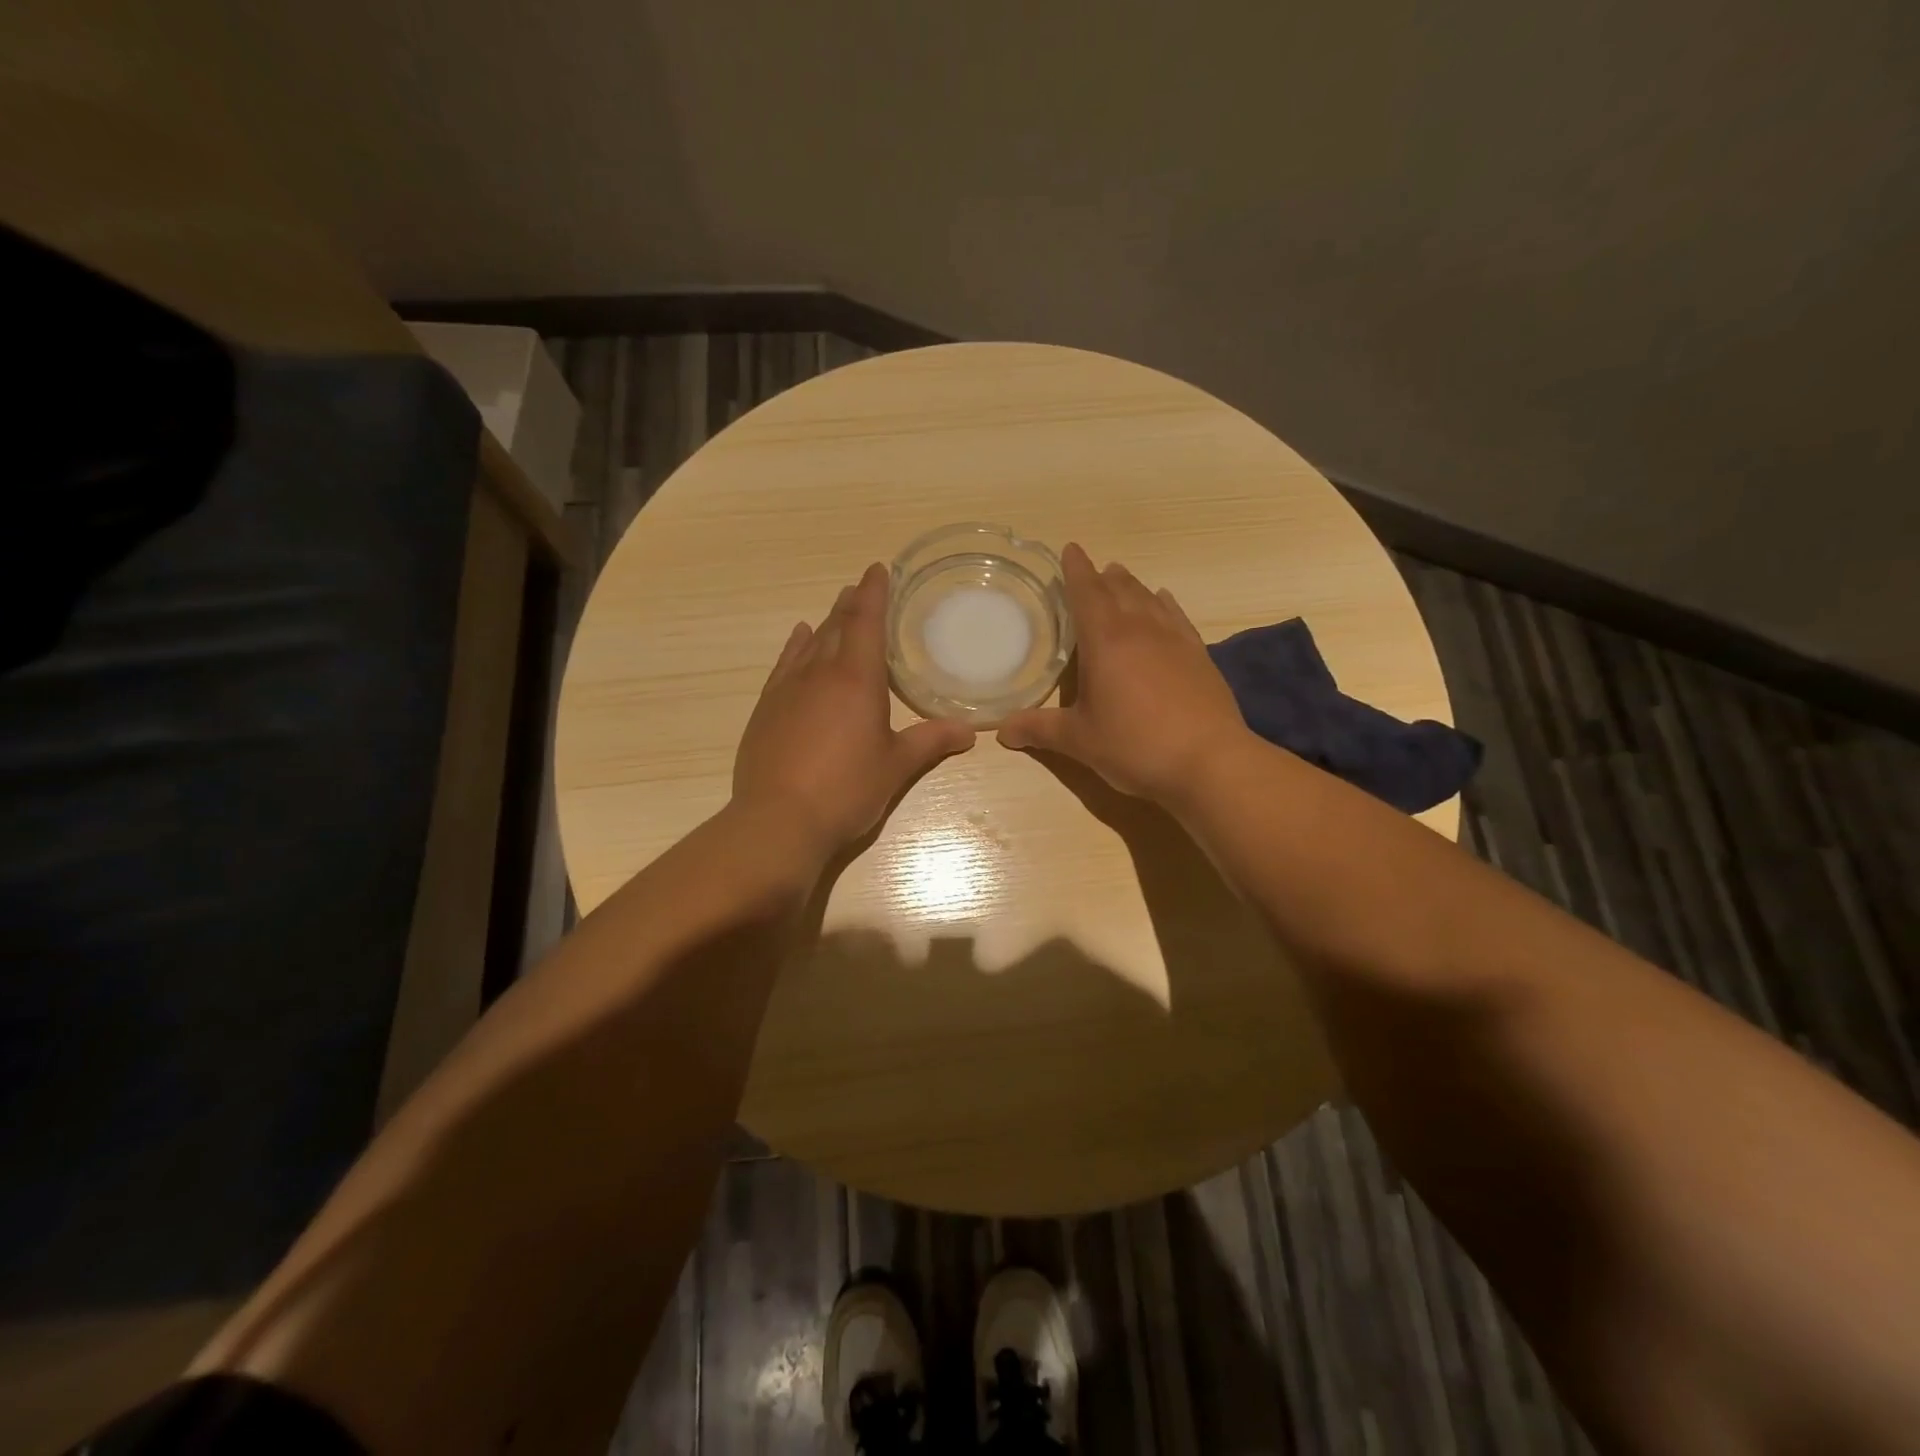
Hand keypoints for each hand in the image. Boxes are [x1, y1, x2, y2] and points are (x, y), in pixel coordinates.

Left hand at [733, 563, 975, 862]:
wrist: (778, 820)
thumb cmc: (846, 789)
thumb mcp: (895, 766)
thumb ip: (930, 742)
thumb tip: (969, 731)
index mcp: (857, 679)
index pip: (866, 622)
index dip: (874, 592)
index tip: (879, 569)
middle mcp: (819, 673)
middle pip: (837, 626)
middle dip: (851, 604)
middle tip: (861, 587)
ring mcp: (787, 689)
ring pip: (809, 643)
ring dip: (825, 622)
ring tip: (836, 607)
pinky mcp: (766, 709)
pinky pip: (784, 664)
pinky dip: (795, 647)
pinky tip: (799, 640)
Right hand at [997, 543, 1249, 805]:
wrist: (1208, 761)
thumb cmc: (1134, 745)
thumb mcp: (1079, 740)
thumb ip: (1039, 730)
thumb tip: (1002, 730)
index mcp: (1105, 641)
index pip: (1087, 593)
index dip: (1076, 570)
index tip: (1070, 549)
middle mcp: (1141, 629)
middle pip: (1119, 590)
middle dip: (1102, 577)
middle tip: (1093, 569)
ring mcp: (1175, 640)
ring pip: (1149, 599)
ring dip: (1132, 586)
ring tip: (1121, 577)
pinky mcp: (1199, 656)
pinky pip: (1177, 617)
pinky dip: (1165, 605)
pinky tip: (1164, 602)